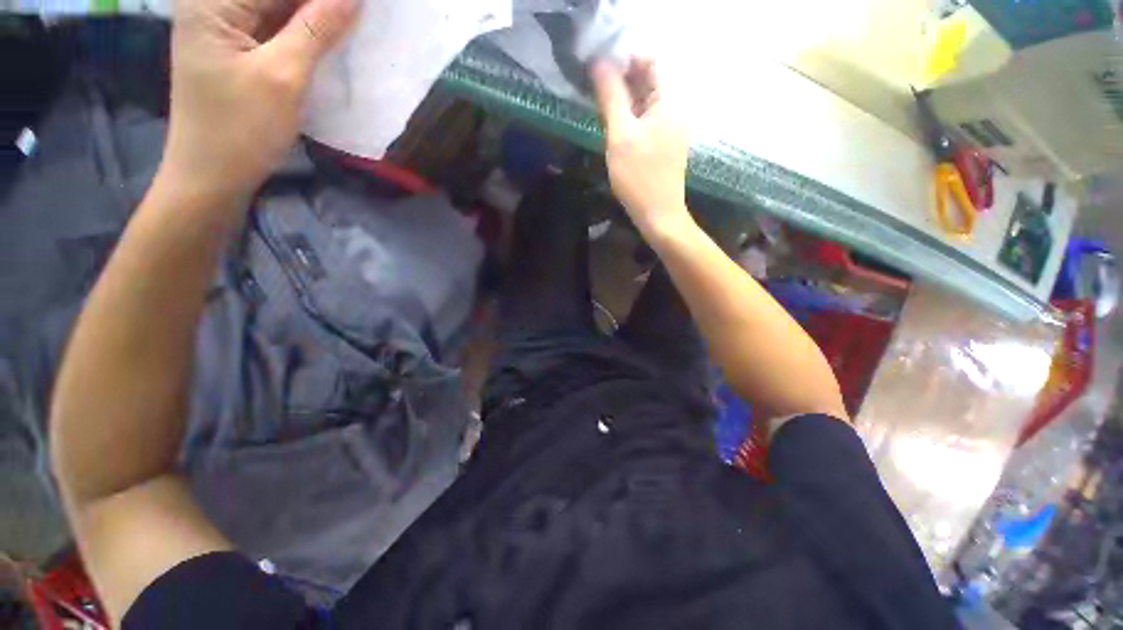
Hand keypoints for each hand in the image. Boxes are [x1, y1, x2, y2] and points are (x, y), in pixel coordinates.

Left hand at [162, 0, 357, 200]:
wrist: (213, 176)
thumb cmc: (240, 129)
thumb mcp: (283, 77)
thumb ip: (317, 29)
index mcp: (213, 1)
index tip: (362, 7)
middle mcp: (215, 5)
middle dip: (323, 6)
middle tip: (362, 16)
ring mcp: (226, 27)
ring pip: (281, 8)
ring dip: (318, 18)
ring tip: (353, 27)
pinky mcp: (239, 48)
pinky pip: (279, 28)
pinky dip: (307, 34)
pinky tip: (333, 41)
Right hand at [591, 58, 691, 236]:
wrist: (658, 215)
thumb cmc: (639, 176)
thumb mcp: (621, 135)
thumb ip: (611, 96)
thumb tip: (599, 62)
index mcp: (670, 100)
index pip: (649, 61)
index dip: (624, 60)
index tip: (599, 71)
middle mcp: (675, 108)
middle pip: (648, 80)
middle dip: (622, 80)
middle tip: (595, 90)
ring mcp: (672, 128)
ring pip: (646, 102)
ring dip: (624, 100)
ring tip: (601, 107)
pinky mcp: (665, 144)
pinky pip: (647, 120)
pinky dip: (631, 117)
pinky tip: (615, 127)